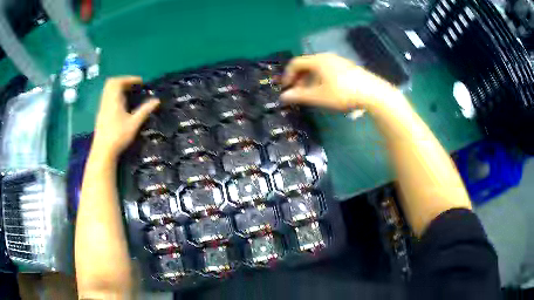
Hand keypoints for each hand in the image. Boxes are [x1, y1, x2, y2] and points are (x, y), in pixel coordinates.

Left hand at [93, 76, 159, 158]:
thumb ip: (145, 110)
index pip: (120, 81)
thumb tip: (157, 100)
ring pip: (108, 90)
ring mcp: (102, 107)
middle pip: (112, 83)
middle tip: (133, 86)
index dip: (130, 79)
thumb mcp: (134, 123)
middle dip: (123, 81)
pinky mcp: (100, 114)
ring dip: (118, 88)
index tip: (140, 82)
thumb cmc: (119, 136)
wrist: (103, 151)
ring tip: (129, 94)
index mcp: (114, 99)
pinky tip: (121, 104)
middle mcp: (106, 100)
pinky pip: (106, 97)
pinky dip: (114, 95)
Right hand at [281, 53, 399, 110]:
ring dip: (310, 79)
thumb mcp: (319, 96)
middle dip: (299, 77)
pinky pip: (328, 69)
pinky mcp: (348, 67)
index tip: (286, 88)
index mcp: (317, 60)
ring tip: (312, 92)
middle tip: (298, 91)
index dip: (288, 75)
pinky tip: (327, 90)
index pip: (296, 63)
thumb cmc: (342, 93)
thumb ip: (300, 96)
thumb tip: (283, 97)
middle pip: (307, 64)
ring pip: (318, 67)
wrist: (372, 93)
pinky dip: (321, 78)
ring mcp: (339, 61)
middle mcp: (327, 57)